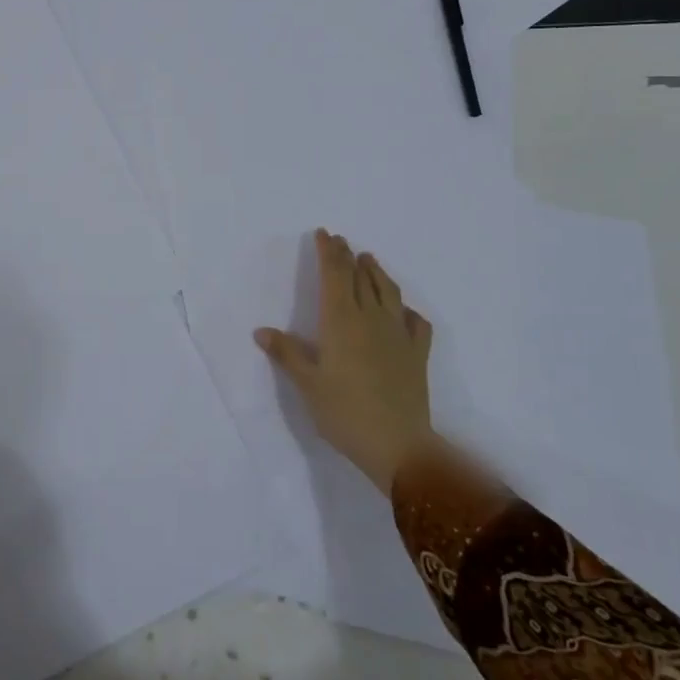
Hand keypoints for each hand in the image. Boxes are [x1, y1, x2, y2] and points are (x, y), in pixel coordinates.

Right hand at [255, 228, 432, 494]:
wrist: (398, 445)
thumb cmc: (344, 413)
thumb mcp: (307, 384)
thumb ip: (287, 354)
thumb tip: (262, 331)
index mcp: (341, 321)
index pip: (334, 275)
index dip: (328, 252)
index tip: (324, 233)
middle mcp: (371, 319)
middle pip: (359, 277)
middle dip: (347, 256)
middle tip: (340, 241)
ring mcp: (398, 335)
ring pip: (388, 292)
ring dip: (377, 272)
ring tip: (369, 260)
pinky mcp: (417, 354)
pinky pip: (415, 322)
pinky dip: (406, 310)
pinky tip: (402, 311)